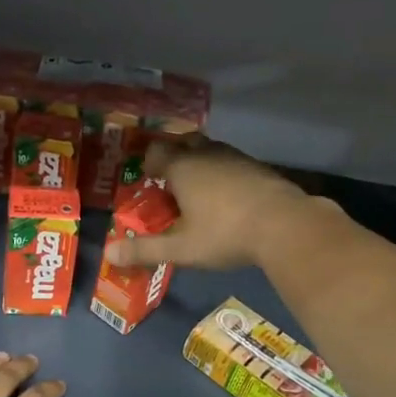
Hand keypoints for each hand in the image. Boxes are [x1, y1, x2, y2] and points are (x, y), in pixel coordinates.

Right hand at [103, 135, 318, 272]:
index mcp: (183, 167)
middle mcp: (207, 154)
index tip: (146, 180)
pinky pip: (231, 163)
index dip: (147, 163)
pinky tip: (226, 198)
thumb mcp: (181, 248)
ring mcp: (236, 158)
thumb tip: (108, 254)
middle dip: (174, 156)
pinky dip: (222, 173)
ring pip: (210, 150)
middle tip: (169, 181)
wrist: (286, 226)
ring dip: (200, 164)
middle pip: (184, 142)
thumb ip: (145, 250)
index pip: (156, 152)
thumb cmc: (225, 234)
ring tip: (196, 191)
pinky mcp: (258, 168)